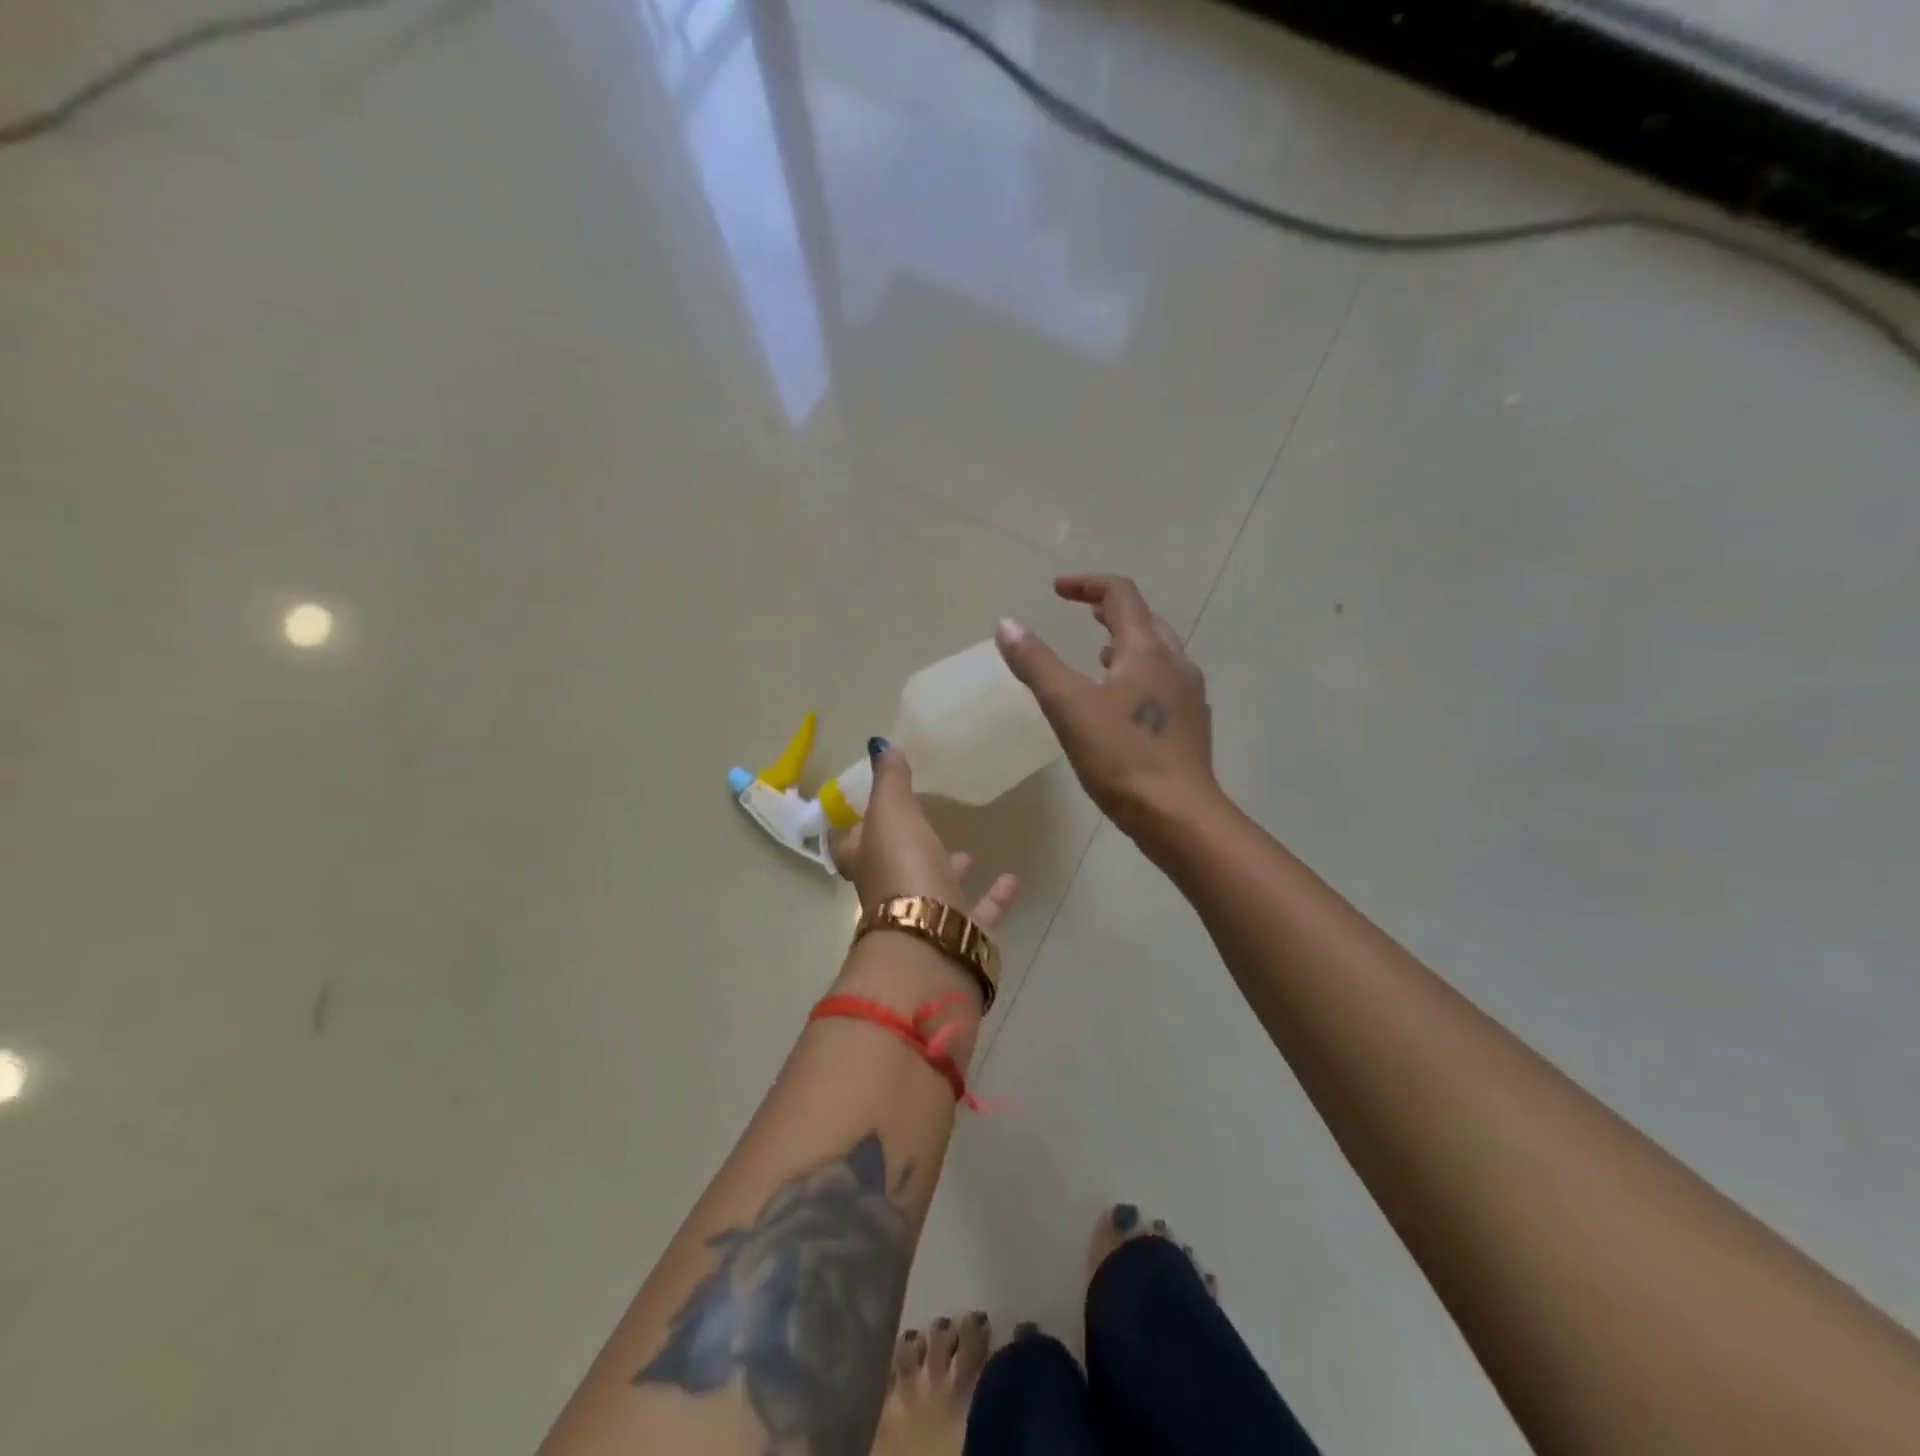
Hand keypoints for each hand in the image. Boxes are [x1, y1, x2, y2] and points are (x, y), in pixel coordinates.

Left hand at [831, 743, 1019, 930]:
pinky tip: (1011, 879)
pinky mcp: (958, 933)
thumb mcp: (892, 812)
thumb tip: (880, 746)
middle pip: (893, 868)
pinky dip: (995, 896)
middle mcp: (891, 891)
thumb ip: (890, 780)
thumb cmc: (902, 867)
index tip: (866, 812)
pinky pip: (978, 912)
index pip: (849, 846)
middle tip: (924, 826)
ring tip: (968, 853)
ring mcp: (925, 916)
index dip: (854, 830)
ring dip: (950, 871)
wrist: (931, 938)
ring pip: (936, 890)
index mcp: (867, 862)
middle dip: (908, 848)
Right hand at [996, 573, 1219, 850]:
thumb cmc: (1122, 757)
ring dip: (1127, 643)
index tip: (1057, 589)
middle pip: (1145, 619)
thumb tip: (1007, 624)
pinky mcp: (1191, 726)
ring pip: (1158, 653)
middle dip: (1110, 610)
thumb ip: (1037, 663)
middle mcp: (1175, 663)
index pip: (1121, 595)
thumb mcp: (1068, 706)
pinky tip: (1122, 703)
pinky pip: (1164, 683)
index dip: (1087, 584)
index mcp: (1148, 650)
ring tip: (1099, 653)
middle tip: (1081, 614)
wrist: (1179, 816)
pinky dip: (1139, 675)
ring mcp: (1189, 696)